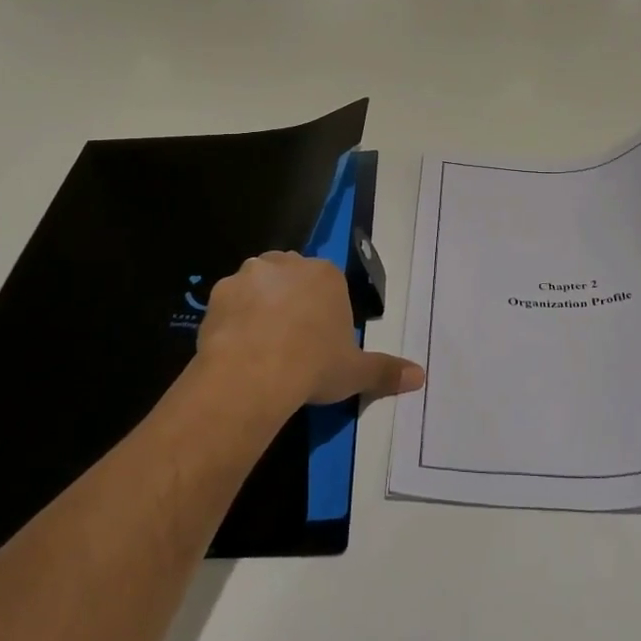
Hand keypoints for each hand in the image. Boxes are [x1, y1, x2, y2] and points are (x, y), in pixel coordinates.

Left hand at [197, 251, 424, 410]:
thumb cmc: (314, 365)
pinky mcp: (218, 292)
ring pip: (258, 285)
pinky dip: (232, 319)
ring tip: (260, 344)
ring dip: (260, 304)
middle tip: (291, 340)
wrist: (254, 373)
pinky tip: (235, 347)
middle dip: (292, 300)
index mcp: (326, 275)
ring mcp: (250, 274)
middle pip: (292, 277)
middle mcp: (288, 264)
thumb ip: (387, 371)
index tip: (320, 340)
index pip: (328, 284)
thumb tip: (421, 377)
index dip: (324, 311)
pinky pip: (229, 302)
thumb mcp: (356, 372)